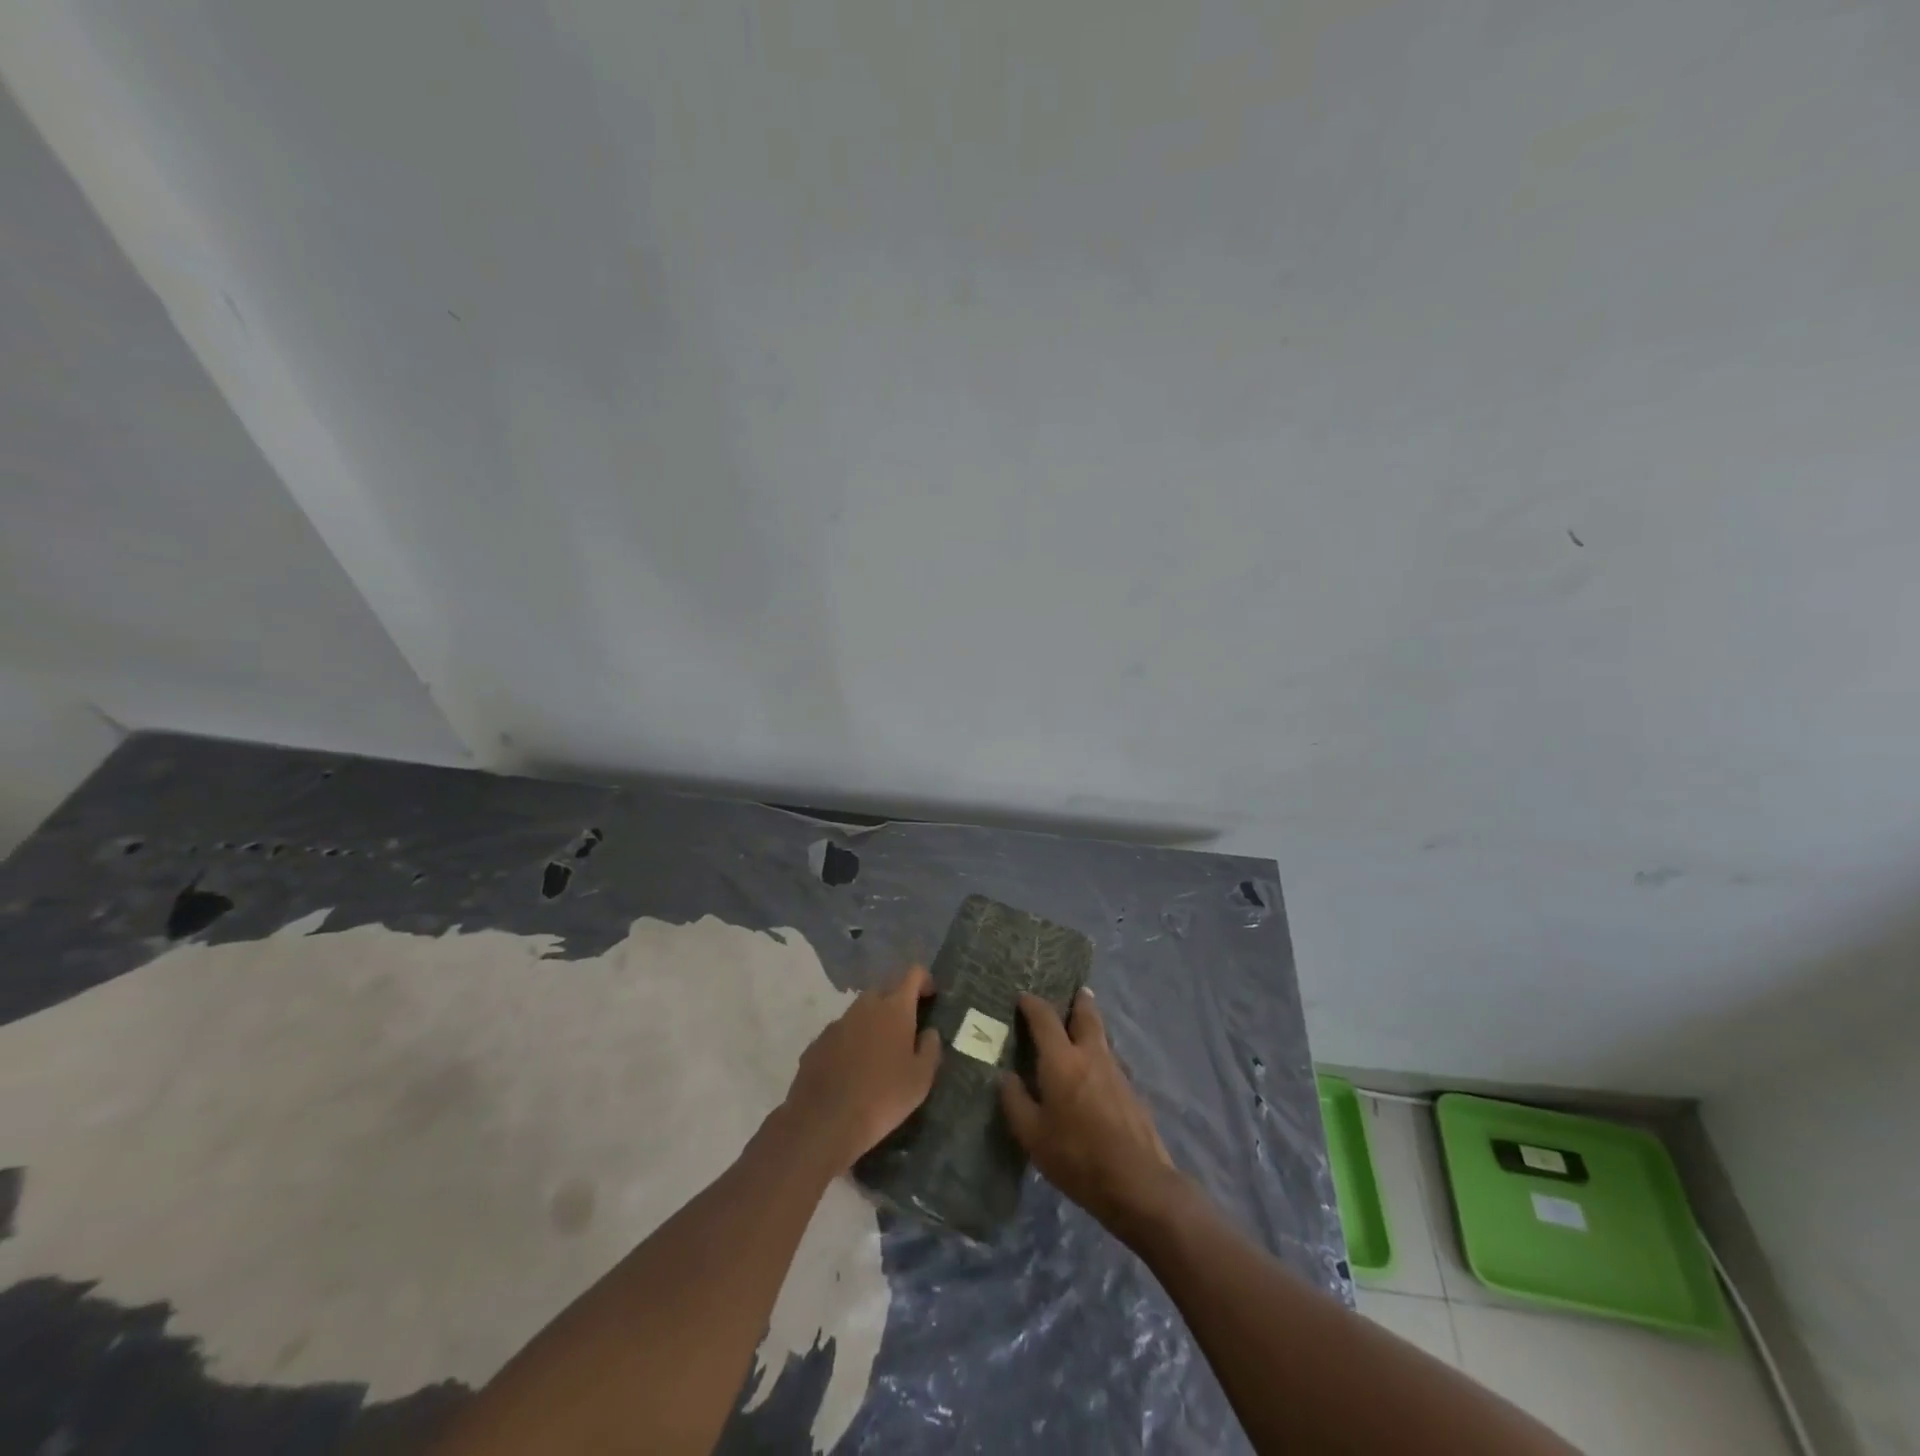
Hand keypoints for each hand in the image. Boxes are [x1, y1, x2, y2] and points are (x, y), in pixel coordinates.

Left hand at [780, 965, 942, 1173]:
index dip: (924, 981)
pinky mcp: (817, 1042)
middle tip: (905, 1032)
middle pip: (885, 991)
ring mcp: (838, 1022)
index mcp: (895, 1008)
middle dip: (896, 1003)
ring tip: (878, 1055)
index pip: (913, 974)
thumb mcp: (921, 1079)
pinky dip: (850, 1042)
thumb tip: (930, 1032)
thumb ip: (930, 1049)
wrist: (825, 1121)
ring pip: (860, 1012)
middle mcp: (865, 1006)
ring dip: (872, 1023)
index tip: (930, 998)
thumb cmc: (883, 1097)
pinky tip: (851, 1071)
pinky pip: (840, 1033)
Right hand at [1001, 989, 1182, 1234]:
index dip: (1032, 1004)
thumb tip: (1007, 1076)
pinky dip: (1099, 1055)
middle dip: (1078, 1000)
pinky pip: (1110, 1060)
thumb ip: (1015, 1101)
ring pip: (1102, 1037)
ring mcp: (1116, 1071)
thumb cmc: (1077, 1156)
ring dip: (1091, 1026)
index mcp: (1062, 1060)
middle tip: (1073, 992)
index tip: (1023, 997)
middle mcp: (1091, 1055)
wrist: (1138, 1182)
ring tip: (1080, 1028)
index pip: (1044, 1018)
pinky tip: (1094, 1073)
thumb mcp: (1032, 1135)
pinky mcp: (1132, 1091)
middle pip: (1086, 1014)